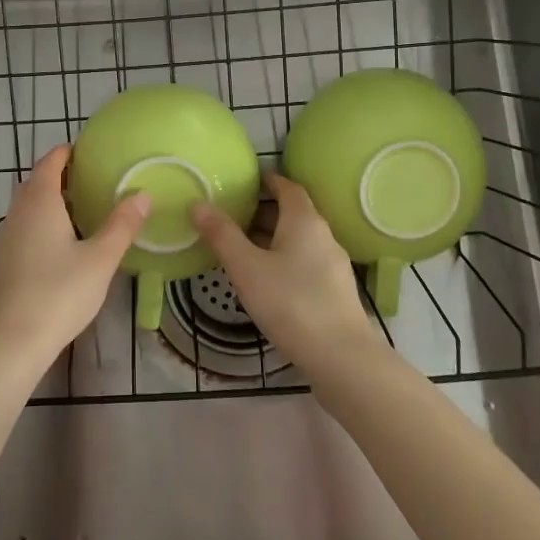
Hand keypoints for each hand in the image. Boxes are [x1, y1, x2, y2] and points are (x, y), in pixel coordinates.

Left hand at [0, 145, 149, 368]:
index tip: (87, 150)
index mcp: (40, 202)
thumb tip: (142, 194)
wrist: (15, 341)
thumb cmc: (60, 293)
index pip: (50, 163)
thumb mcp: (101, 258)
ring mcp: (6, 237)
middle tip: (90, 179)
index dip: (66, 152)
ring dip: (49, 200)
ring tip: (80, 209)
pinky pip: (24, 227)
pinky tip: (61, 243)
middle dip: (59, 175)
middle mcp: (18, 213)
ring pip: (27, 206)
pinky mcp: (3, 261)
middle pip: (36, 182)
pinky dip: (41, 222)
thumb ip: (122, 225)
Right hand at [190, 174, 382, 375]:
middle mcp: (323, 235)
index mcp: (304, 221)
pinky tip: (265, 281)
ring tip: (241, 249)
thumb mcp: (246, 268)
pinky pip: (305, 262)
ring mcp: (333, 265)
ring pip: (298, 240)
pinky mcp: (335, 291)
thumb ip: (221, 235)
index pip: (288, 187)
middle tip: (231, 216)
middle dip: (263, 212)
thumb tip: (197, 203)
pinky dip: (283, 260)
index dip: (267, 181)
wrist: (341, 358)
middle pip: (293, 213)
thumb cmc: (290, 303)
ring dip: (272, 238)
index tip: (245, 182)